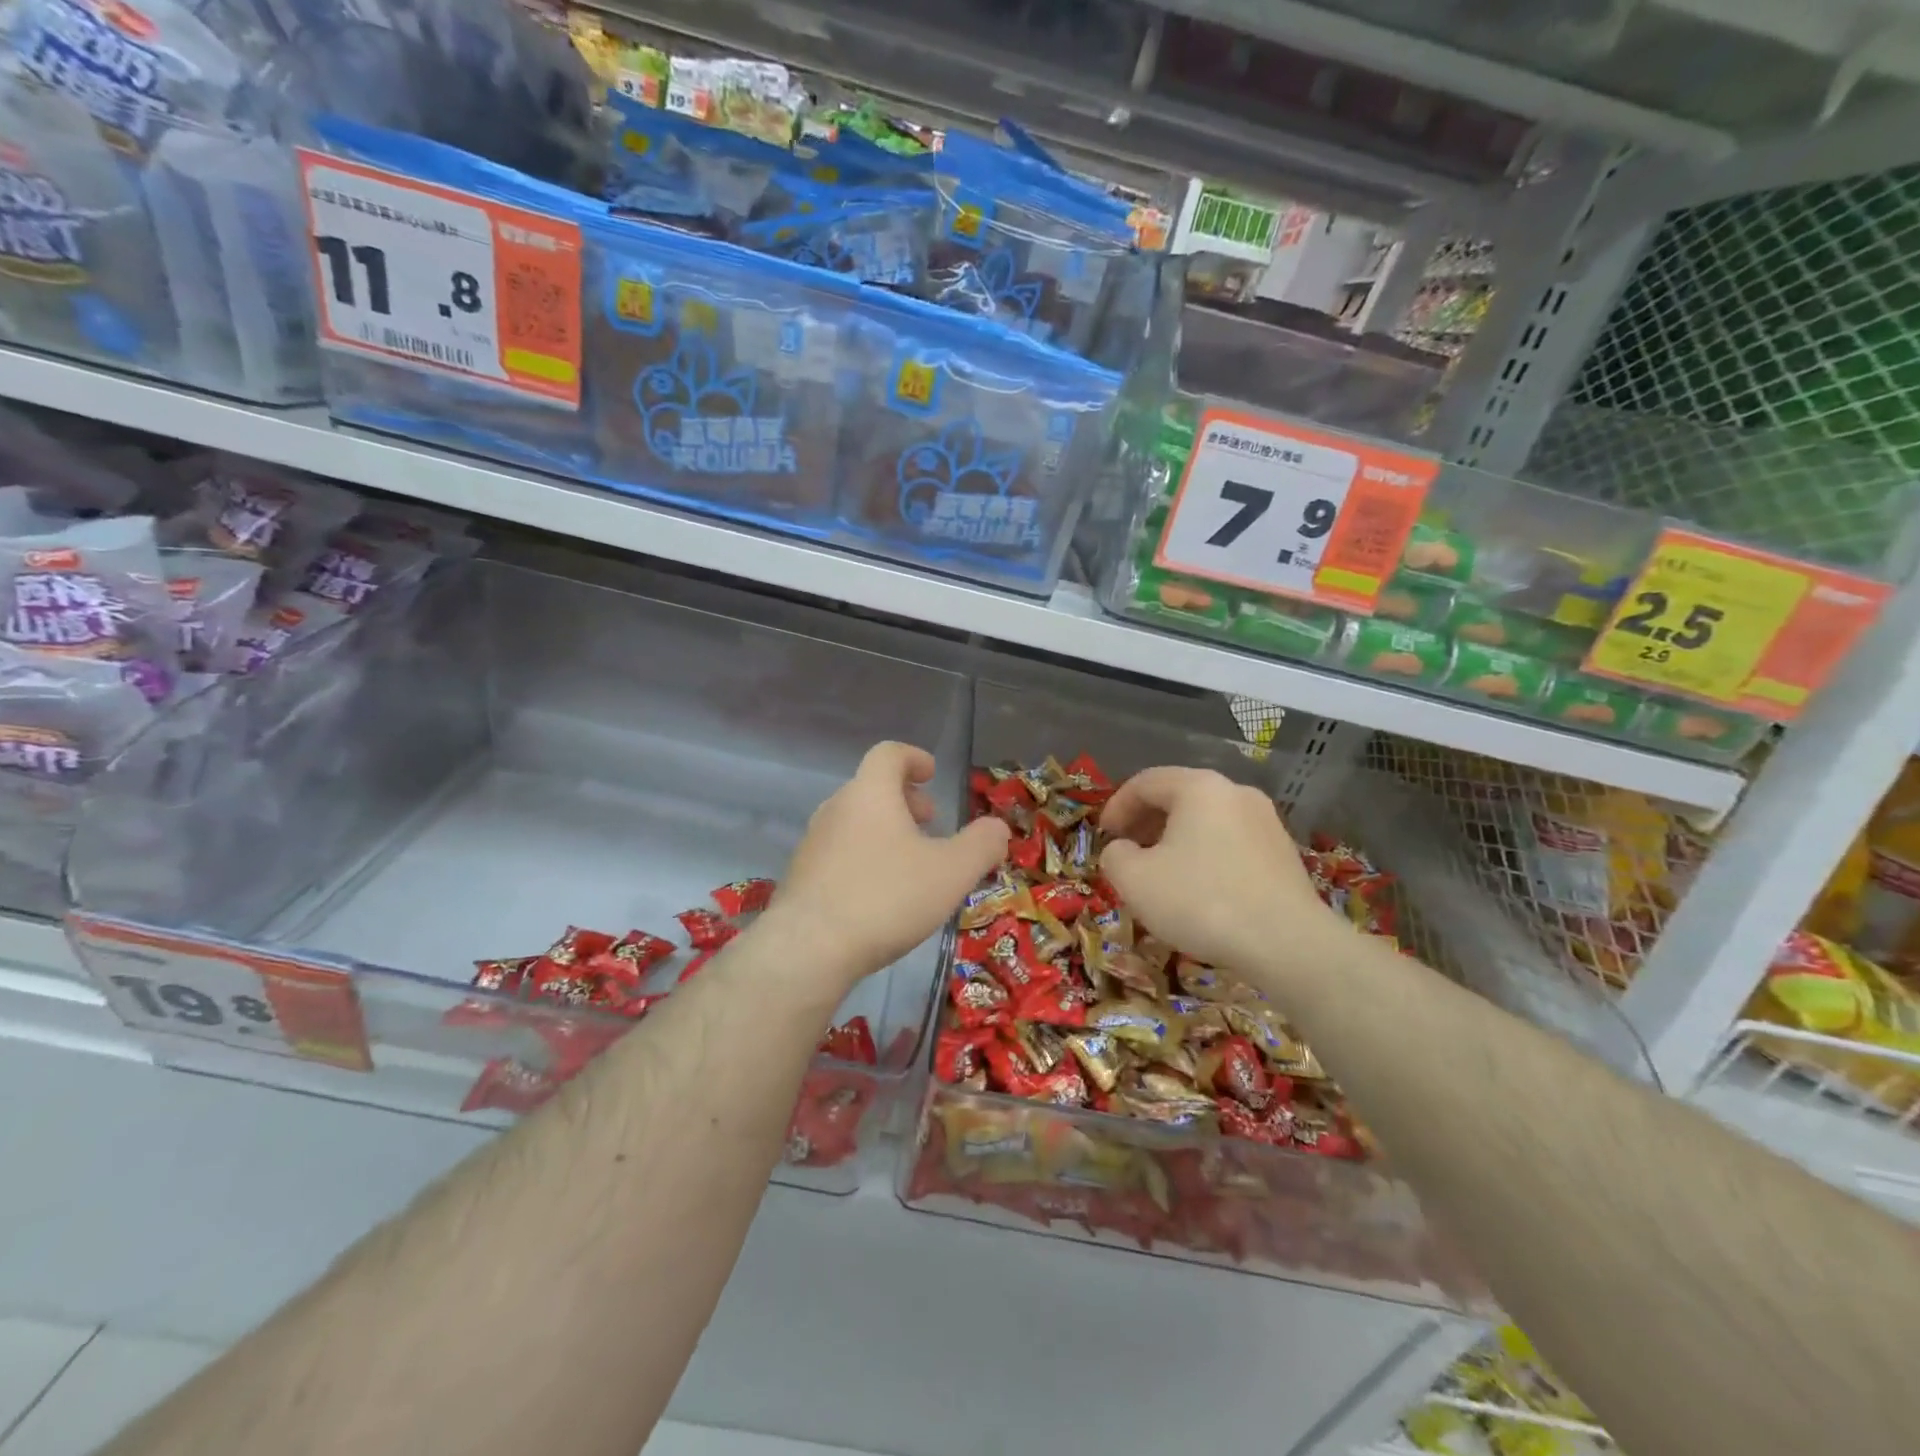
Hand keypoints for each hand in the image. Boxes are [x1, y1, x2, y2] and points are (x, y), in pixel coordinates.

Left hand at [771, 742, 1010, 987]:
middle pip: (872, 788)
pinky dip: (865, 857)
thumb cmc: (887, 897)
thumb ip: (982, 845)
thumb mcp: (952, 872)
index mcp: (870, 793)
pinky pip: (840, 852)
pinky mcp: (802, 876)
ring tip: (912, 863)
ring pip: (855, 821)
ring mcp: (813, 842)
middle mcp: (836, 808)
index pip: (889, 754)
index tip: (932, 775)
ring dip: (885, 830)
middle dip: (905, 800)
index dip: (914, 758)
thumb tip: (997, 828)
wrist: (809, 949)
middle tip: (930, 823)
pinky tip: (881, 895)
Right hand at [1099, 767, 1350, 985]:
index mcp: (1198, 788)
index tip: (1103, 836)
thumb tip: (1122, 850)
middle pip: (1178, 796)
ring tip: (1160, 873)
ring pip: (1206, 820)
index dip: (1116, 806)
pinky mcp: (1283, 852)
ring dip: (1175, 840)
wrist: (1288, 944)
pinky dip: (1205, 854)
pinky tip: (1199, 889)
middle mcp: (1235, 792)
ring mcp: (1265, 821)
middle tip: (1127, 851)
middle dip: (1146, 822)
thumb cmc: (1201, 902)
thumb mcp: (1135, 880)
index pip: (1145, 782)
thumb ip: (1115, 855)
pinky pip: (1231, 841)